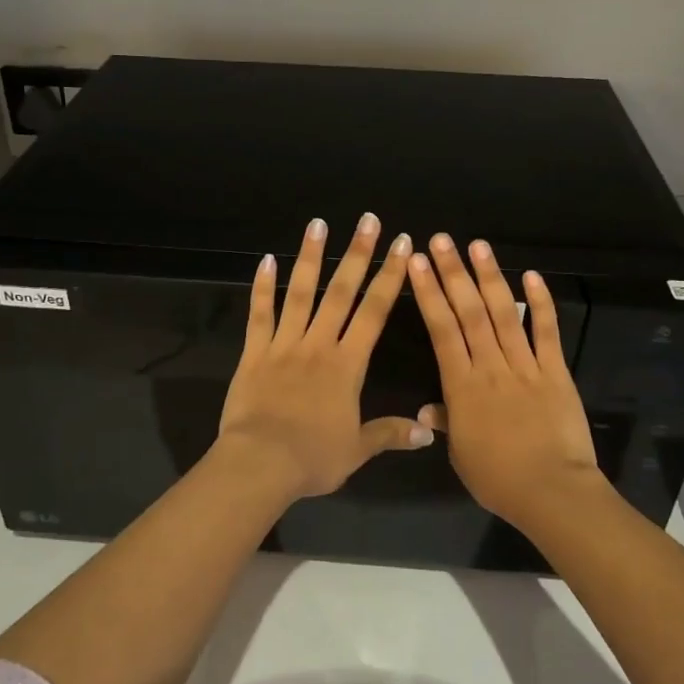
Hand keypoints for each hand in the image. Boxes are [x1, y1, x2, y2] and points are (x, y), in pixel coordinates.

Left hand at [216, 214, 429, 500]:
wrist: (260, 463)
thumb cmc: (312, 457)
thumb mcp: (357, 450)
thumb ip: (390, 434)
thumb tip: (429, 433)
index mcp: (347, 364)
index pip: (374, 312)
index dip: (390, 276)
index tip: (401, 246)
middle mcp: (318, 344)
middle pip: (341, 292)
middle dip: (357, 254)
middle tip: (367, 220)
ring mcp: (283, 345)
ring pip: (300, 293)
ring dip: (310, 257)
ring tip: (318, 224)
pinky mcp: (253, 353)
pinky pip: (259, 315)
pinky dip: (262, 288)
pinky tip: (266, 261)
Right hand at [408, 234, 602, 529]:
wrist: (552, 492)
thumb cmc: (498, 478)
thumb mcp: (461, 455)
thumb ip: (446, 423)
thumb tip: (426, 410)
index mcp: (461, 385)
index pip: (441, 330)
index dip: (428, 294)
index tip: (417, 264)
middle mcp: (490, 366)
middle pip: (468, 312)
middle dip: (453, 274)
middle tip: (441, 240)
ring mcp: (525, 366)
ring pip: (503, 314)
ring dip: (490, 277)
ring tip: (477, 246)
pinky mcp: (555, 372)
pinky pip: (546, 332)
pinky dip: (539, 303)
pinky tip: (532, 276)